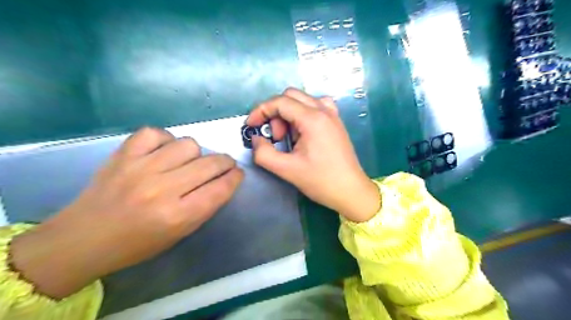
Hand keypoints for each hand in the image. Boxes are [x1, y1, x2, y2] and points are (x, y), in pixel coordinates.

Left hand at [10, 126, 241, 296]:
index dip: (235, 178)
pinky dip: (166, 140)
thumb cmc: (137, 243)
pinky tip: (164, 151)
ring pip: (188, 144)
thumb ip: (205, 206)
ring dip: (196, 153)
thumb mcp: (179, 233)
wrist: (83, 238)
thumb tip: (224, 181)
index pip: (220, 189)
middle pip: (210, 164)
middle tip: (224, 164)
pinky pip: (156, 133)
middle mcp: (162, 190)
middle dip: (225, 162)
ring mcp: (141, 168)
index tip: (238, 173)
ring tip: (189, 161)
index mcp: (177, 216)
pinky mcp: (123, 155)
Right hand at [249, 88, 377, 221]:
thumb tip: (257, 139)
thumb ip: (264, 153)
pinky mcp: (336, 122)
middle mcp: (324, 110)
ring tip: (290, 138)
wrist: (351, 191)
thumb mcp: (287, 170)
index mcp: (313, 119)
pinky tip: (303, 132)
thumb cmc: (321, 181)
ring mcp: (333, 115)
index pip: (280, 102)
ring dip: (289, 114)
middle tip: (276, 137)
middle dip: (276, 113)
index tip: (251, 126)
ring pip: (303, 100)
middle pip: (291, 96)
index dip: (260, 111)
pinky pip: (316, 107)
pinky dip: (303, 114)